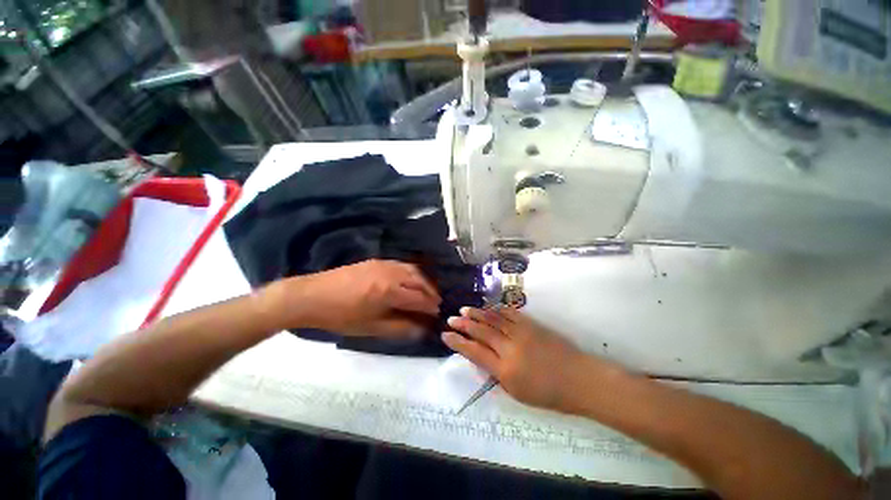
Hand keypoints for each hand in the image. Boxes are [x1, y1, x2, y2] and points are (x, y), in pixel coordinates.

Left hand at [264, 260, 440, 337]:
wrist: (312, 295)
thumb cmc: (341, 316)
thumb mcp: (371, 328)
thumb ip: (400, 328)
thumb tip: (422, 329)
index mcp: (390, 292)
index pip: (420, 299)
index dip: (431, 307)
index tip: (438, 313)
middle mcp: (392, 274)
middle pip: (420, 281)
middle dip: (431, 293)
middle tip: (436, 303)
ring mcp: (385, 264)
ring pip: (413, 270)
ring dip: (424, 281)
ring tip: (427, 292)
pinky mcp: (377, 260)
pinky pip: (402, 265)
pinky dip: (412, 273)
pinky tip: (411, 280)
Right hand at [444, 307, 615, 412]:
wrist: (579, 379)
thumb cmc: (549, 394)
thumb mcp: (517, 393)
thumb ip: (496, 374)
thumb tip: (481, 359)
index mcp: (505, 370)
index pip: (474, 352)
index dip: (457, 342)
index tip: (445, 335)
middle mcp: (509, 348)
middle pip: (481, 331)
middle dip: (463, 324)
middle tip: (451, 318)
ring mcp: (521, 333)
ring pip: (493, 319)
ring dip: (477, 313)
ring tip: (464, 309)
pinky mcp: (531, 324)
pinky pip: (510, 313)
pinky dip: (497, 309)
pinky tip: (488, 307)